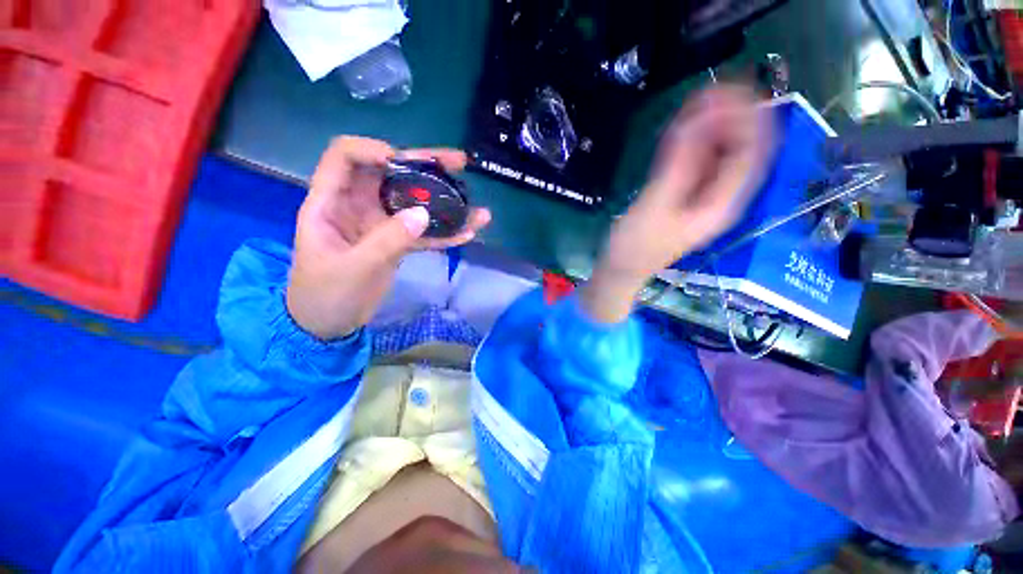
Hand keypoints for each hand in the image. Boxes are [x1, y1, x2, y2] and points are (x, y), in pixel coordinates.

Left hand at [286, 137, 490, 339]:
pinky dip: (444, 233)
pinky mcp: (396, 242)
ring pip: (414, 203)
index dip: (373, 149)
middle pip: (391, 173)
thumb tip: (424, 214)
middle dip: (425, 166)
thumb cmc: (325, 296)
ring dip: (444, 201)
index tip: (405, 162)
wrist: (329, 325)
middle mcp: (357, 205)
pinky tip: (468, 233)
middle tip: (459, 164)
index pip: (345, 156)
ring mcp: (380, 225)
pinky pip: (423, 233)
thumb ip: (387, 241)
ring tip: (475, 205)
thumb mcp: (352, 269)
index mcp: (330, 203)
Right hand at [582, 85, 773, 322]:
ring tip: (696, 101)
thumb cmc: (635, 246)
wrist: (620, 270)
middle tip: (708, 90)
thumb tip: (697, 119)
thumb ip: (678, 165)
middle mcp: (720, 197)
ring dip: (712, 126)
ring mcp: (702, 196)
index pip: (751, 153)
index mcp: (721, 204)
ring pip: (719, 153)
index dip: (747, 117)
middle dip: (730, 116)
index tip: (729, 88)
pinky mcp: (684, 195)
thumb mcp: (655, 205)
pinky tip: (683, 127)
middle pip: (740, 149)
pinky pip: (698, 162)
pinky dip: (693, 142)